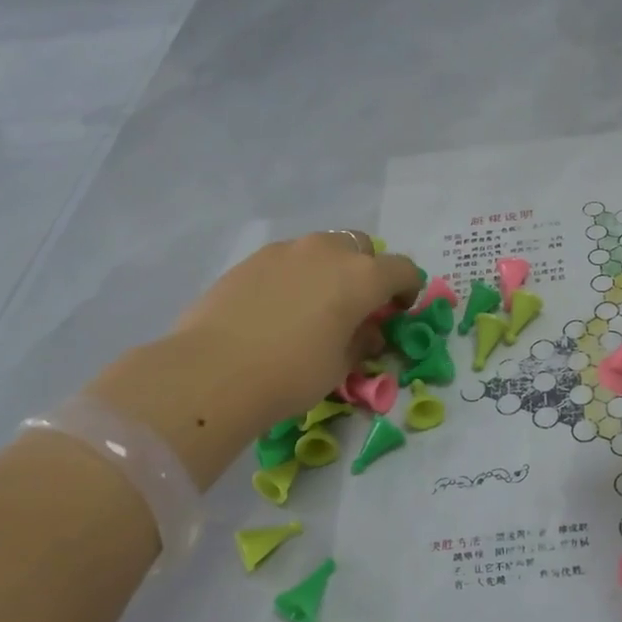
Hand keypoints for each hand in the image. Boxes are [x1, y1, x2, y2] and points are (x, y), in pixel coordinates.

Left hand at [172, 231, 420, 417]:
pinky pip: (288, 260)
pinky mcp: (252, 259)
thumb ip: (361, 341)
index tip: (398, 312)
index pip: (403, 270)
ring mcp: (286, 250)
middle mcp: (328, 252)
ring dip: (330, 270)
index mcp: (362, 276)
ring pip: (322, 249)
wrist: (213, 371)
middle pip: (362, 247)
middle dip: (367, 271)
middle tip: (357, 305)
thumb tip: (366, 331)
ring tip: (314, 306)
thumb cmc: (292, 373)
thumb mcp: (341, 366)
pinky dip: (296, 276)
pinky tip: (279, 308)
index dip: (408, 290)